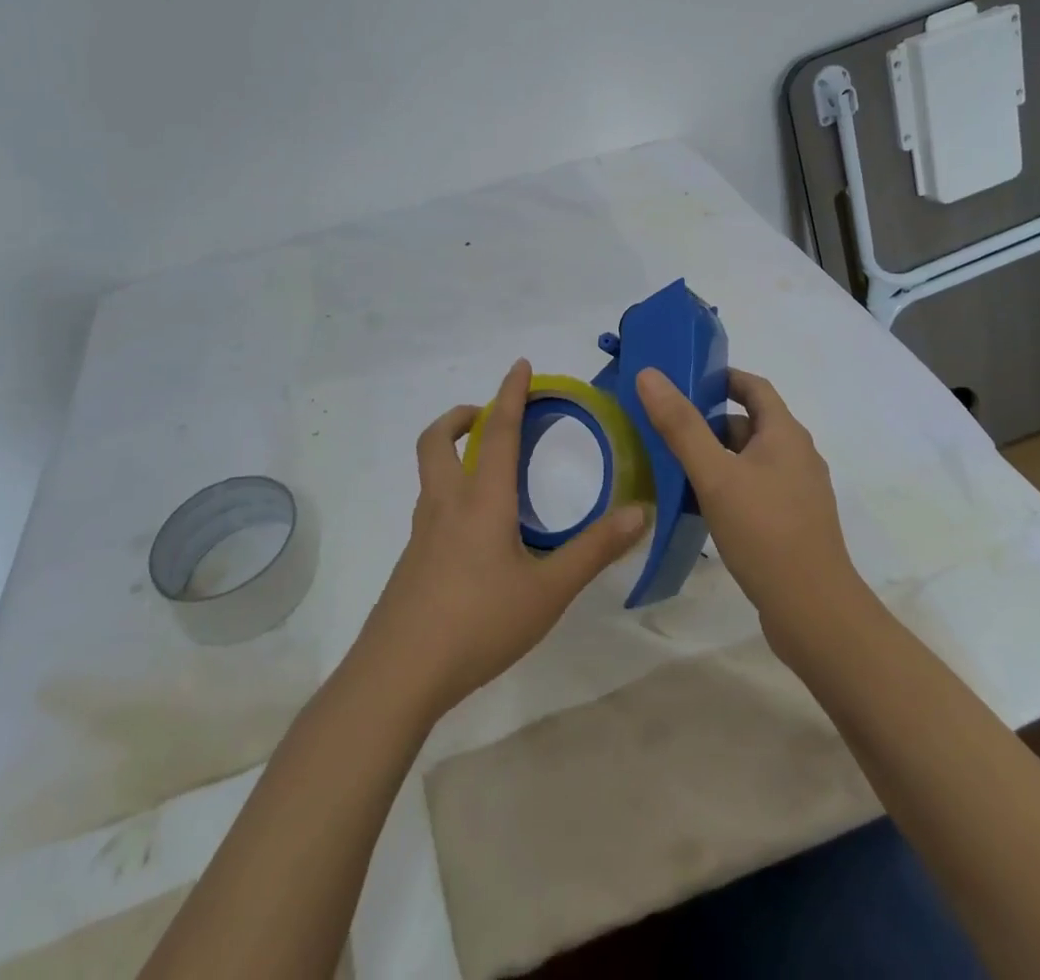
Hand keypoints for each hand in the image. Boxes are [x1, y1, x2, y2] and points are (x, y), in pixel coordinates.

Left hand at [355, 359, 648, 722]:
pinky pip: (431, 508)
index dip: (510, 394)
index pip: (497, 431)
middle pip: (436, 441)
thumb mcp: (548, 590)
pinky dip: (450, 492)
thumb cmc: (478, 623)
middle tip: (485, 415)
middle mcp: (446, 505)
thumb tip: (640, 512)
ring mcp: (422, 534)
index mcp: (481, 500)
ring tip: (488, 471)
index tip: (520, 366)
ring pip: (430, 474)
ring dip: (451, 452)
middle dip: (459, 417)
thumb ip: (594, 550)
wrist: (399, 674)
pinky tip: (475, 532)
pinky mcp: (412, 561)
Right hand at [636, 366, 867, 650]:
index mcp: (785, 434)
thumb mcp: (715, 475)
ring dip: (715, 457)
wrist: (813, 611)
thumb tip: (650, 375)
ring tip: (672, 467)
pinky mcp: (791, 523)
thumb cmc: (764, 531)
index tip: (683, 380)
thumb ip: (681, 426)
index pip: (754, 386)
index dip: (721, 377)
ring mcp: (797, 492)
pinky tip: (699, 507)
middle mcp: (797, 456)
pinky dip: (727, 486)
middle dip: (708, 421)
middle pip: (749, 423)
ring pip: (749, 459)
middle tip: (664, 428)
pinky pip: (754, 489)